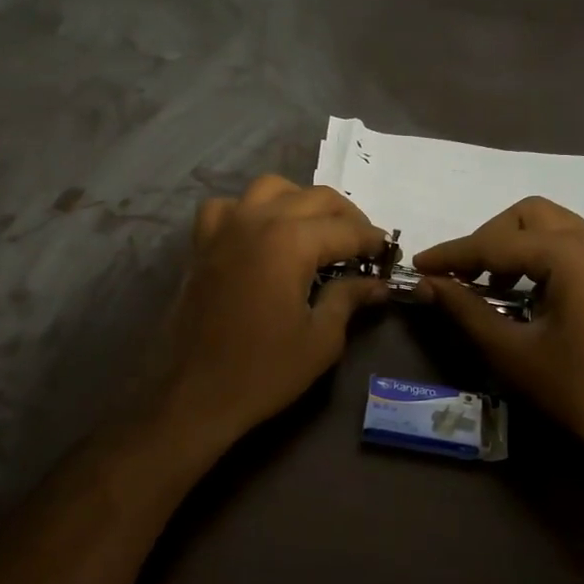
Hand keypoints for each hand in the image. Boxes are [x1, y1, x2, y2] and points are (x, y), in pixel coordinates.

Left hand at [161, 175, 389, 443]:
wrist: (195, 394)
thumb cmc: (264, 371)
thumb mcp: (321, 339)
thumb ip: (349, 299)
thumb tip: (376, 284)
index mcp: (290, 241)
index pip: (346, 229)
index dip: (372, 241)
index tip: (387, 255)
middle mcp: (257, 220)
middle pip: (314, 198)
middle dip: (346, 217)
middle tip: (361, 246)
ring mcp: (223, 228)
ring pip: (270, 189)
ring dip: (300, 202)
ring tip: (316, 231)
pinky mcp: (201, 244)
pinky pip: (227, 207)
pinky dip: (249, 211)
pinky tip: (259, 234)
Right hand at [413, 197, 583, 476]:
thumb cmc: (578, 391)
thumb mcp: (511, 351)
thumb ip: (465, 309)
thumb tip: (425, 284)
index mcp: (573, 254)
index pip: (497, 242)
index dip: (452, 254)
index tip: (417, 266)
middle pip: (527, 217)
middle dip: (487, 240)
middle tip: (460, 276)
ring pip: (551, 227)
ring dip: (512, 247)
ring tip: (487, 287)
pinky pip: (570, 246)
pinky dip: (538, 258)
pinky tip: (522, 293)